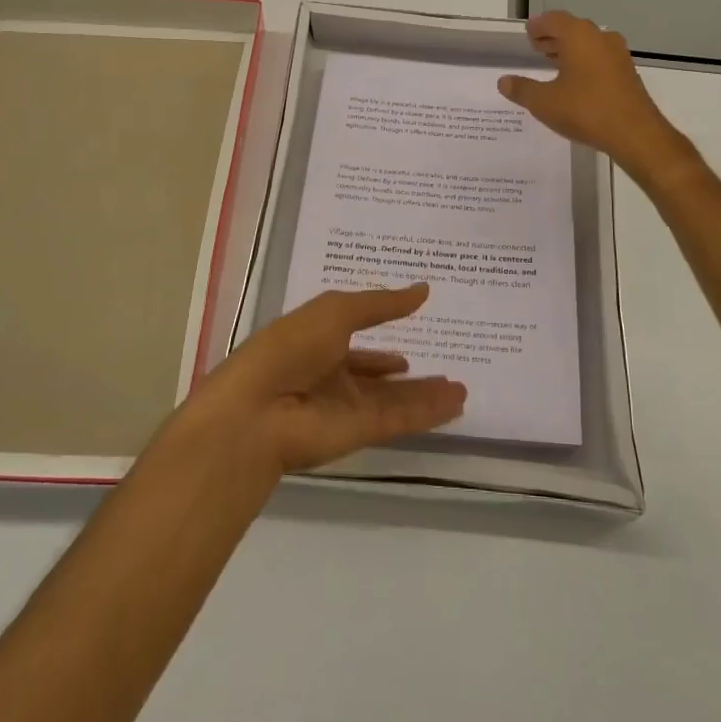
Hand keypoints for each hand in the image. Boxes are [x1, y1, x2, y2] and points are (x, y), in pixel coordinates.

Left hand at [186, 285, 466, 474]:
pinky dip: (428, 412)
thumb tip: (423, 289)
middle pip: (378, 376)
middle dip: (408, 375)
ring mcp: (346, 407)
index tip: (410, 333)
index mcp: (316, 344)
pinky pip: (401, 418)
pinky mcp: (360, 432)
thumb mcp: (337, 310)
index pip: (354, 343)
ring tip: (461, 387)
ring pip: (395, 400)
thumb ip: (382, 303)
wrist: (258, 412)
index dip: (379, 342)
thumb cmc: (290, 347)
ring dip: (426, 394)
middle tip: (445, 368)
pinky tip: (455, 403)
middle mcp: (331, 377)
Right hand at [498, 11, 686, 180]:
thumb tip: (503, 81)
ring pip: (588, 44)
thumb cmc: (585, 110)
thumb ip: (522, 89)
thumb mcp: (544, 102)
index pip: (554, 20)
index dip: (539, 26)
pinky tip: (575, 81)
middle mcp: (600, 38)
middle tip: (536, 47)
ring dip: (570, 50)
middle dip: (553, 37)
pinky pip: (600, 59)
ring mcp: (618, 55)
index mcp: (578, 36)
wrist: (634, 133)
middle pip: (572, 30)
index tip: (528, 33)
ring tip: (552, 63)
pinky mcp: (627, 73)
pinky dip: (584, 62)